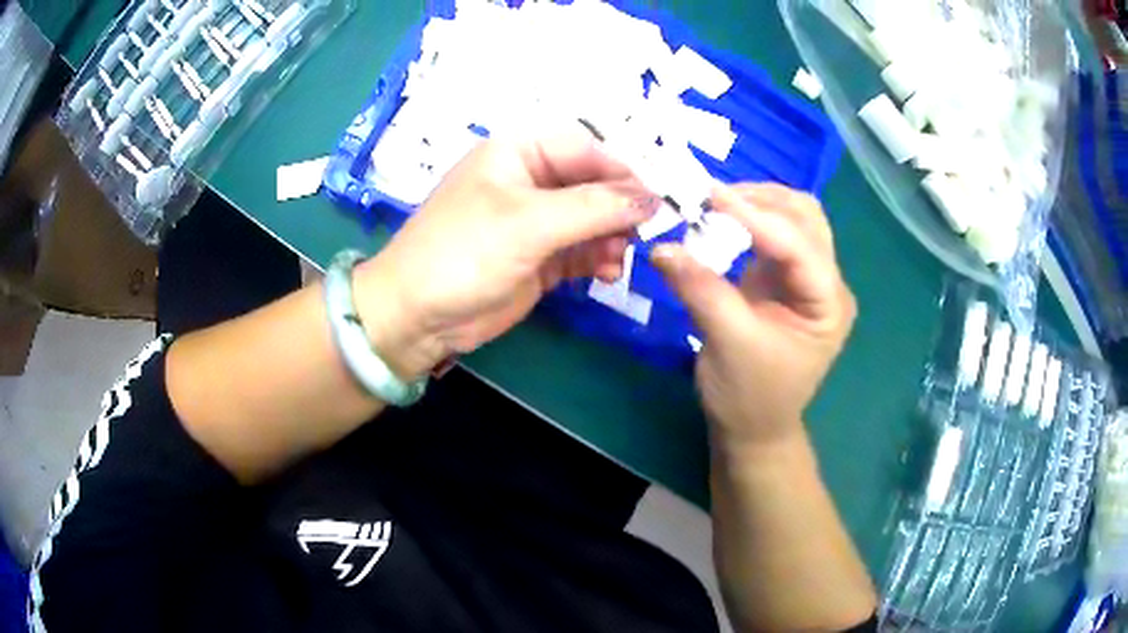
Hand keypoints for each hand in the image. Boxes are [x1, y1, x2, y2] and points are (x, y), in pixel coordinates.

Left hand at [354, 126, 655, 379]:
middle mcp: (531, 180)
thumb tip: (653, 198)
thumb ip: (595, 207)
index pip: (588, 149)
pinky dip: (599, 259)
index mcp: (520, 152)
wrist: (418, 316)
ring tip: (615, 261)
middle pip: (594, 184)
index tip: (656, 203)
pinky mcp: (540, 257)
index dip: (623, 173)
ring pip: (593, 219)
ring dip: (612, 238)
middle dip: (619, 210)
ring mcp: (536, 221)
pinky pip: (582, 249)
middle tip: (639, 236)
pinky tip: (606, 274)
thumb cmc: (464, 253)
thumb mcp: (529, 222)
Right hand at [651, 184, 855, 451]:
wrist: (753, 427)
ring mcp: (808, 278)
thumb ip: (700, 289)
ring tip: (717, 202)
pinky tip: (725, 217)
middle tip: (712, 196)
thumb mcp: (727, 343)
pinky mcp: (786, 278)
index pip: (798, 245)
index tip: (709, 193)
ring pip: (794, 218)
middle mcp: (826, 283)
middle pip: (807, 219)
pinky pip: (775, 233)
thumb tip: (661, 246)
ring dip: (759, 203)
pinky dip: (751, 218)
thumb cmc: (749, 395)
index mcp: (827, 303)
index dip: (755, 215)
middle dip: (762, 200)